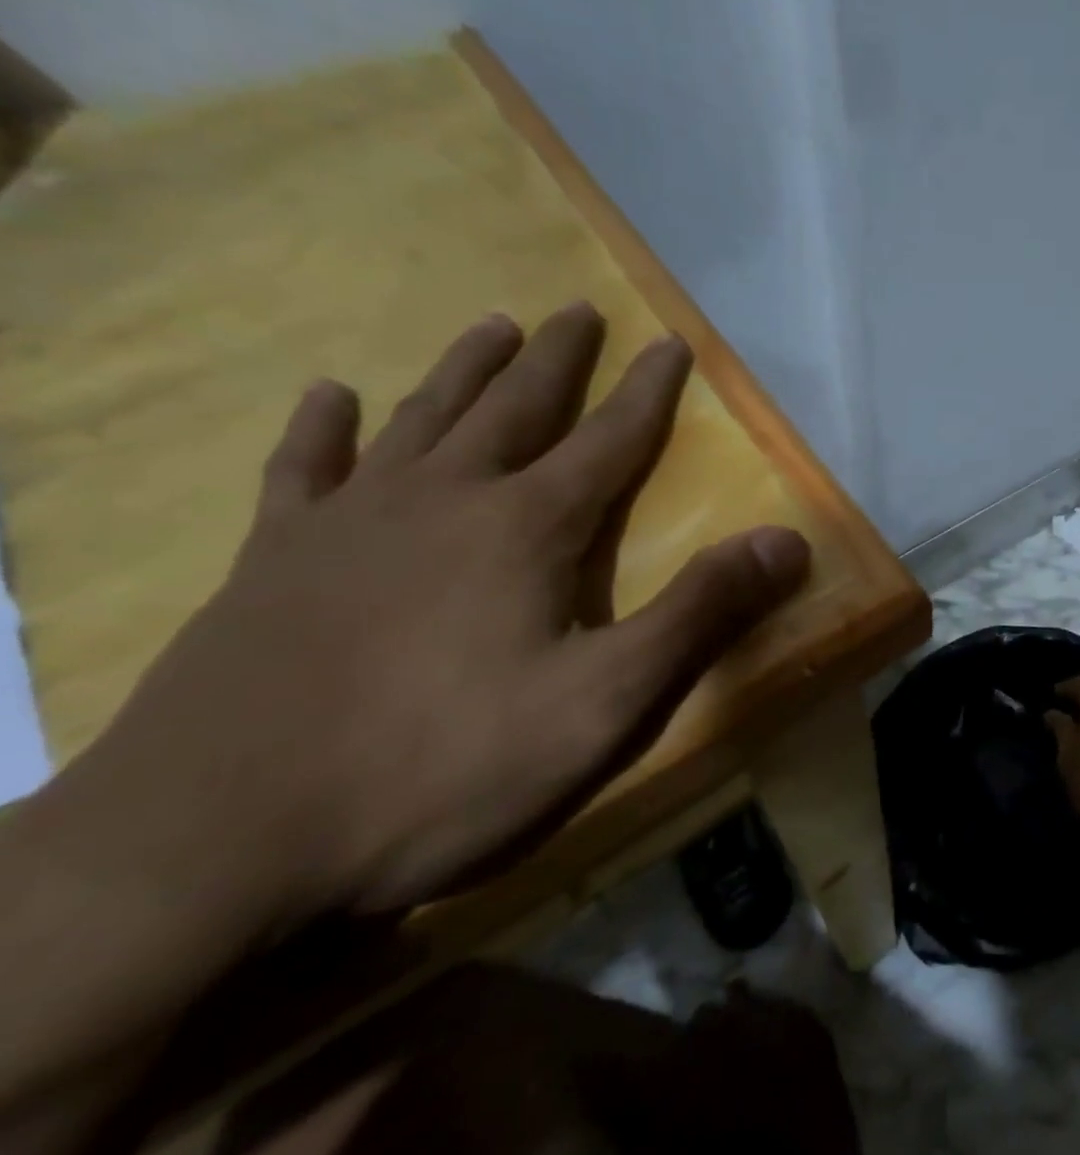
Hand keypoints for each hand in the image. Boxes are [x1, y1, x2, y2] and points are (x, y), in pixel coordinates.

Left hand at [53, 303, 809, 930]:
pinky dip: (321, 429)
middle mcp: (442, 500)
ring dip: (463, 371)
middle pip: (515, 409)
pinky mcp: (271, 562)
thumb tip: (787, 541)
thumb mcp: (604, 703)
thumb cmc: (442, 768)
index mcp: (525, 529)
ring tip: (493, 326)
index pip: (608, 441)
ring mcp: (348, 524)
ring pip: (421, 421)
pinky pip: (303, 472)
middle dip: (557, 360)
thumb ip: (699, 614)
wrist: (216, 843)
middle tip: (578, 310)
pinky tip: (331, 396)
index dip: (647, 392)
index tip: (668, 341)